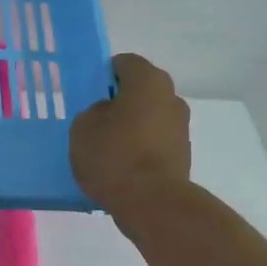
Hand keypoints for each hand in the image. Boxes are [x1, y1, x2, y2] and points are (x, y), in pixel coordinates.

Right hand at [70, 53, 192, 211]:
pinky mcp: (183, 154)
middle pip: (141, 90)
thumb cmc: (114, 156)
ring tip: (108, 148)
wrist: (151, 202)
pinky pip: (156, 142)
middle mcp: (171, 97)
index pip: (125, 63)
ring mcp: (181, 127)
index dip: (105, 74)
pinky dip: (141, 148)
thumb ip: (93, 112)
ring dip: (132, 126)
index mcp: (148, 81)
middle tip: (96, 119)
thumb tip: (108, 114)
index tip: (89, 92)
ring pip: (150, 117)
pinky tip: (122, 166)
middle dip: (120, 101)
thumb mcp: (83, 128)